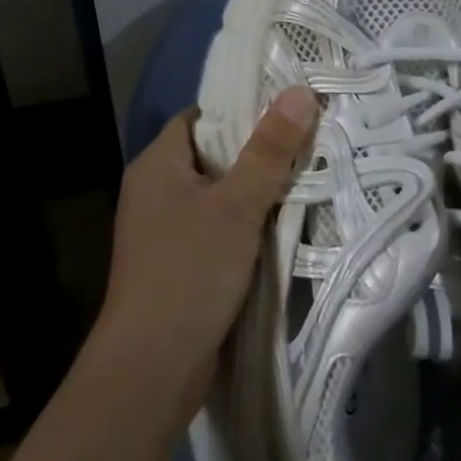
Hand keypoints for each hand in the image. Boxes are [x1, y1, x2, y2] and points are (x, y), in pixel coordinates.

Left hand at [97, 88, 317, 415]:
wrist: (151, 368)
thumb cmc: (189, 272)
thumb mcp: (237, 206)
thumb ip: (269, 150)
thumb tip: (300, 92)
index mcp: (157, 165)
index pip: (200, 117)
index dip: (242, 108)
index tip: (288, 106)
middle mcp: (154, 191)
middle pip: (212, 155)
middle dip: (258, 150)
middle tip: (309, 139)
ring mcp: (164, 231)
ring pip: (218, 195)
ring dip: (256, 190)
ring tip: (308, 174)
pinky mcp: (178, 264)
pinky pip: (217, 227)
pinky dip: (246, 223)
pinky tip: (283, 223)